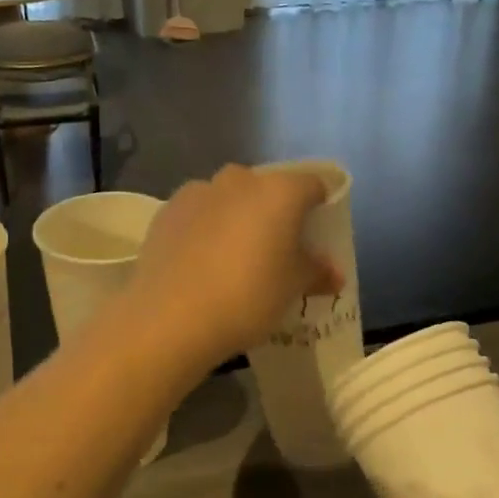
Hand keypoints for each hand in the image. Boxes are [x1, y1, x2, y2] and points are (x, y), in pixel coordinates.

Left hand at [127, 165, 342, 369]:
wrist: (170, 316)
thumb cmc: (247, 297)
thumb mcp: (292, 289)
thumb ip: (316, 272)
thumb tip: (333, 272)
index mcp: (279, 191)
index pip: (312, 185)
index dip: (320, 206)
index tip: (318, 234)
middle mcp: (239, 180)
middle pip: (266, 188)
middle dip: (274, 212)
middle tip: (276, 249)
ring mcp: (198, 192)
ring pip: (228, 198)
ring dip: (236, 217)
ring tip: (234, 257)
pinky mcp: (166, 212)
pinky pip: (197, 214)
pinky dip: (204, 229)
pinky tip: (201, 262)